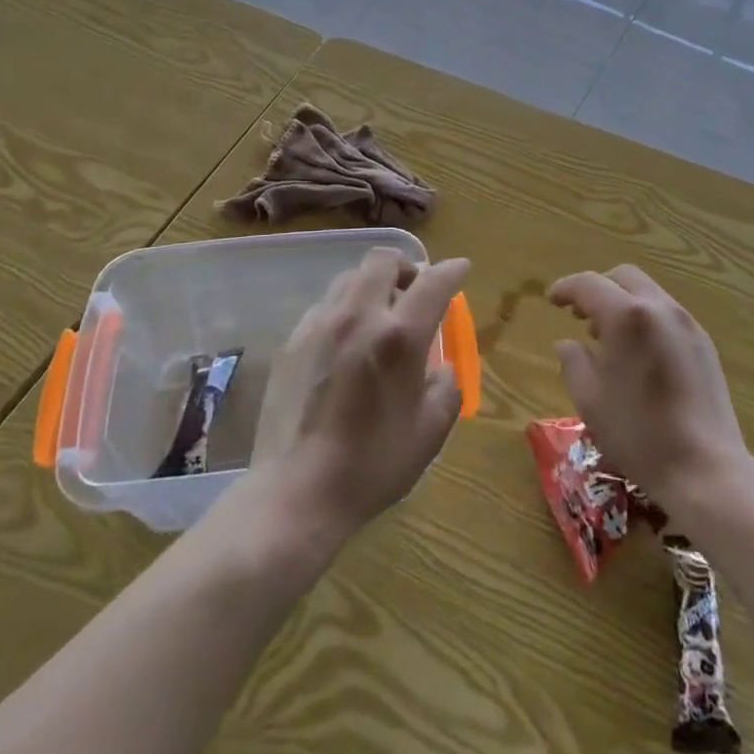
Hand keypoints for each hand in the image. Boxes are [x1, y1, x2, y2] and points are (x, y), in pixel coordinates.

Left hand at [251, 249, 468, 540]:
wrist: (297, 492)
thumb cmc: (372, 465)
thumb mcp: (430, 430)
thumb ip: (446, 386)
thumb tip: (440, 366)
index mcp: (399, 336)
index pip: (433, 282)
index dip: (452, 270)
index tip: (461, 269)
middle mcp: (359, 316)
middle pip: (383, 261)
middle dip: (406, 267)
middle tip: (415, 291)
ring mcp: (320, 325)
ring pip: (350, 278)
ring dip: (372, 285)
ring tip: (379, 315)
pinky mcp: (292, 341)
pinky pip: (324, 306)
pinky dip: (344, 310)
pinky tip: (345, 342)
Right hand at [549, 265, 747, 507]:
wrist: (705, 469)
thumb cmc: (639, 434)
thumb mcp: (590, 401)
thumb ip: (573, 362)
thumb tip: (567, 343)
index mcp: (627, 317)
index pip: (589, 284)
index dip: (565, 288)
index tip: (551, 300)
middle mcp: (660, 308)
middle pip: (623, 277)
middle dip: (597, 289)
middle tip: (579, 315)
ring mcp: (687, 324)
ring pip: (648, 292)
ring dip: (622, 302)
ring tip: (607, 337)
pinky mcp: (704, 343)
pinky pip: (667, 314)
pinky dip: (645, 318)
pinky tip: (638, 352)